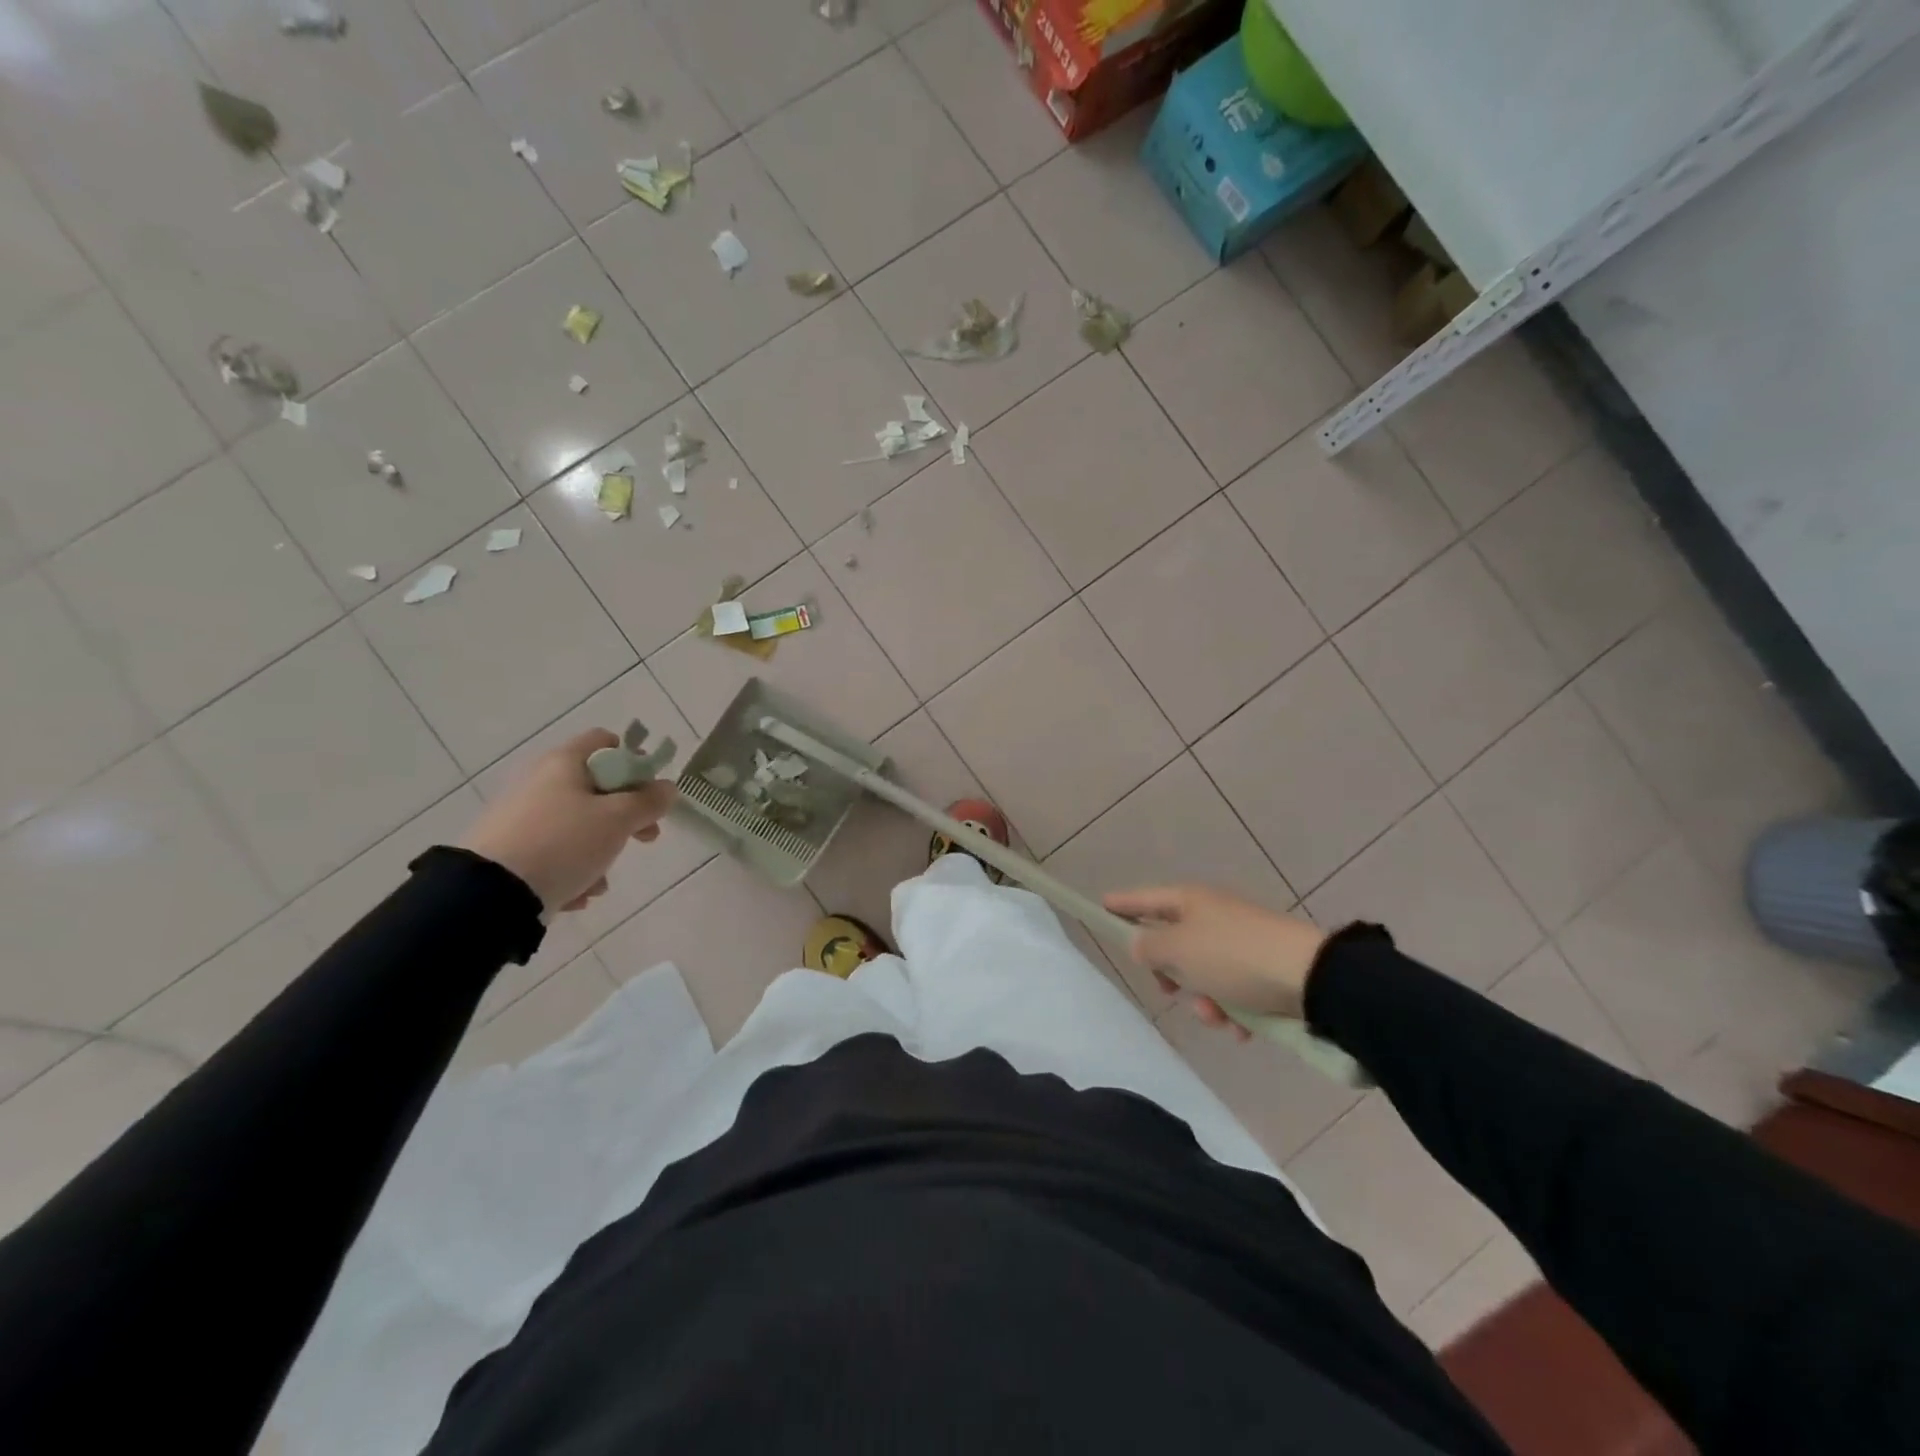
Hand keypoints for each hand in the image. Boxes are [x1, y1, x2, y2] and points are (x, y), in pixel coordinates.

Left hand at [459, 729, 676, 914]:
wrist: (489, 895)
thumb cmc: (564, 843)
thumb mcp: (618, 820)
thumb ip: (649, 802)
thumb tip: (667, 788)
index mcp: (563, 763)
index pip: (605, 741)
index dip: (634, 761)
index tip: (650, 791)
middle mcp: (539, 782)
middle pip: (596, 788)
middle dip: (626, 815)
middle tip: (646, 836)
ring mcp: (521, 817)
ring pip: (578, 825)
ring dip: (600, 850)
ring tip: (602, 880)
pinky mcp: (509, 850)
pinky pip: (554, 852)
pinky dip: (572, 870)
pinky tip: (578, 893)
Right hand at [1103, 885, 1326, 1038]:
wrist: (1312, 977)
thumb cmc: (1234, 957)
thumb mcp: (1179, 950)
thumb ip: (1149, 947)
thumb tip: (1141, 943)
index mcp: (1190, 901)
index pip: (1144, 900)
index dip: (1121, 904)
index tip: (1100, 906)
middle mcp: (1213, 915)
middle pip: (1173, 943)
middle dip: (1171, 975)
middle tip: (1171, 990)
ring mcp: (1240, 941)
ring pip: (1203, 974)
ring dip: (1204, 1001)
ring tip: (1219, 1018)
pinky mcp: (1264, 968)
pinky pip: (1233, 991)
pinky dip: (1233, 1011)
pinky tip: (1243, 1029)